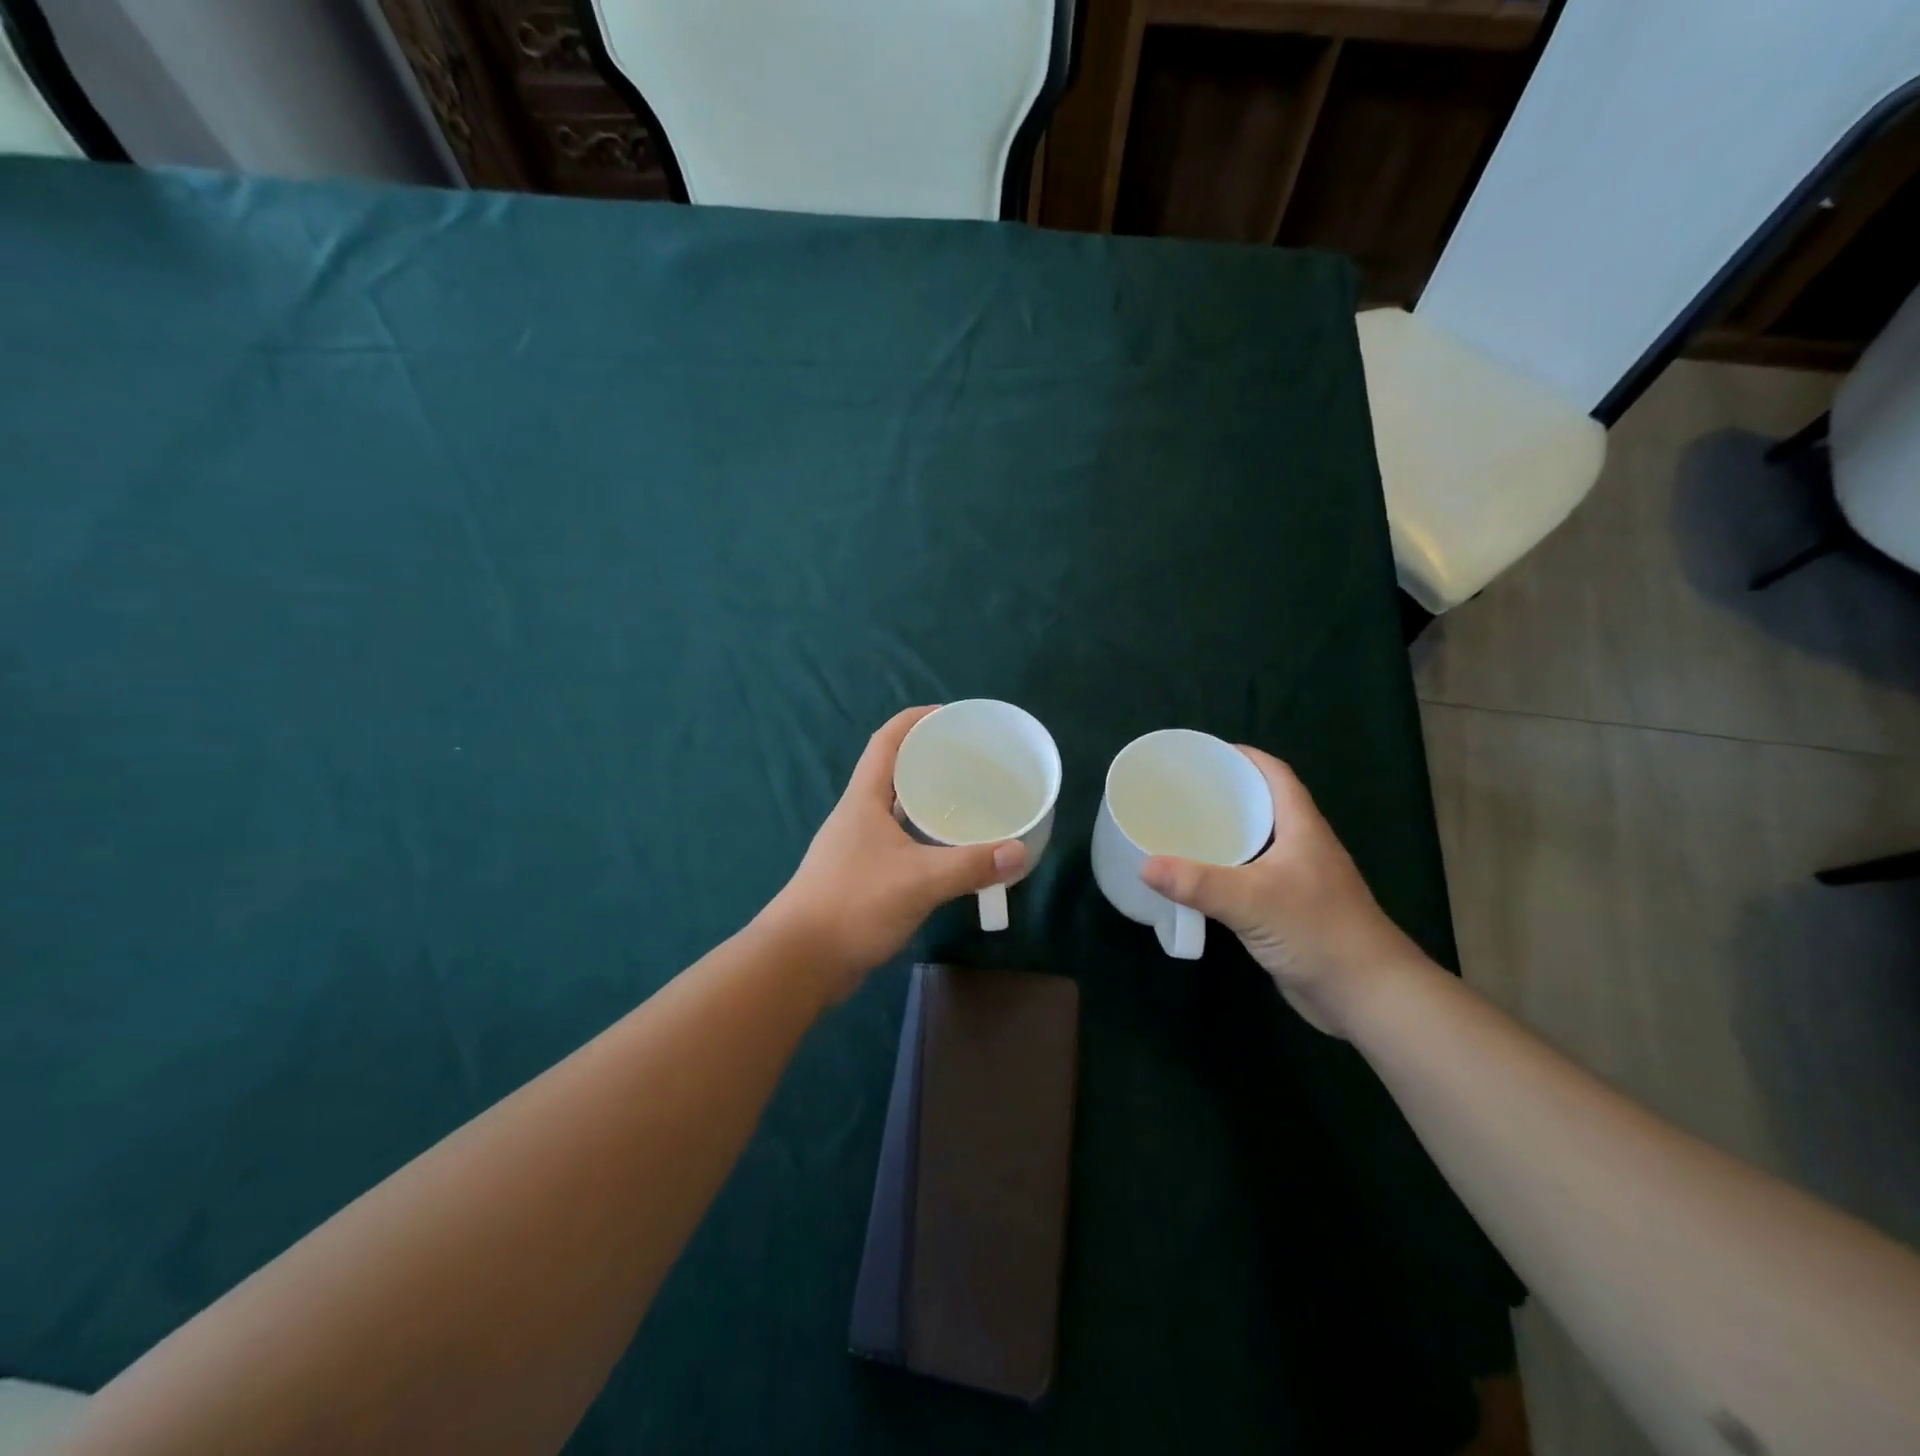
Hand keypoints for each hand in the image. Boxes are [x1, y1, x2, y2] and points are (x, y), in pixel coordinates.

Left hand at [765, 706, 1026, 1001]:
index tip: (951, 715)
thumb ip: (970, 865)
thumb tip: (1020, 851)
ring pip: (899, 808)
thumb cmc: (853, 904)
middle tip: (974, 761)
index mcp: (864, 799)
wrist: (801, 961)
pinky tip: (951, 850)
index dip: (916, 720)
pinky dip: (926, 836)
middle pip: (895, 771)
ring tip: (971, 800)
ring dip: (930, 799)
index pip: (887, 741)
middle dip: (931, 758)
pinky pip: (901, 840)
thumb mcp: (918, 881)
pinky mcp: (864, 874)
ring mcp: (859, 845)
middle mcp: (860, 814)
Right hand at [1140, 746, 1423, 1036]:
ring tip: (1182, 828)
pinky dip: (1226, 871)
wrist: (1366, 995)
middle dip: (1227, 794)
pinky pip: (1253, 877)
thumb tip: (1144, 865)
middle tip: (1182, 791)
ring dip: (1226, 833)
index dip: (1246, 757)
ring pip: (1258, 844)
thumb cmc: (1317, 932)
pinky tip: (1200, 880)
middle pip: (1265, 806)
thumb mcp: (1252, 900)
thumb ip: (1198, 883)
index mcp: (1303, 829)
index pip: (1277, 775)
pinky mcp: (1290, 911)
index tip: (1206, 753)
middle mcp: (1303, 848)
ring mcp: (1299, 881)